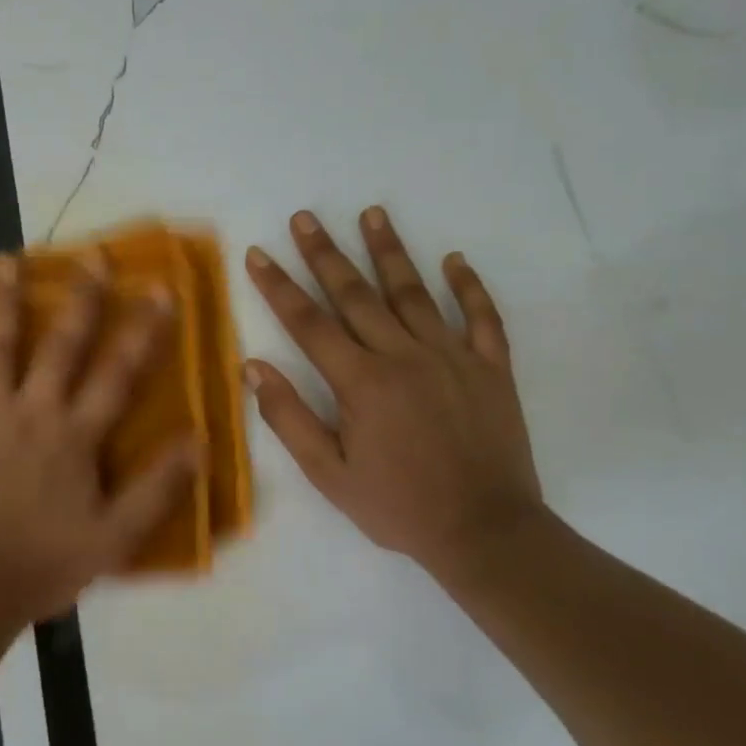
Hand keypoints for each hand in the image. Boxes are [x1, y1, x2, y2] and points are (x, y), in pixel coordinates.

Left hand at [0, 257, 199, 621]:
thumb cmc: (48, 562)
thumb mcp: (117, 536)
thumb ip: (159, 488)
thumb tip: (199, 441)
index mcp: (75, 434)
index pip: (118, 373)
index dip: (143, 331)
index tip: (160, 288)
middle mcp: (33, 411)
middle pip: (62, 346)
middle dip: (82, 299)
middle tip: (92, 255)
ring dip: (4, 303)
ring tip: (8, 261)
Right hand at [244, 207, 544, 582]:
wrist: (485, 532)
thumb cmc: (398, 506)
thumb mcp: (329, 475)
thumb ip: (290, 418)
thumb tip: (254, 368)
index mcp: (361, 382)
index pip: (309, 323)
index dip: (279, 286)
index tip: (259, 253)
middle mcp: (404, 356)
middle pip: (356, 295)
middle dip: (325, 253)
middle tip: (305, 217)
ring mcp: (452, 357)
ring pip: (414, 293)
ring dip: (390, 251)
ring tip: (373, 214)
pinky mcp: (491, 368)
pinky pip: (482, 317)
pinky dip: (469, 287)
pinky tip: (455, 260)